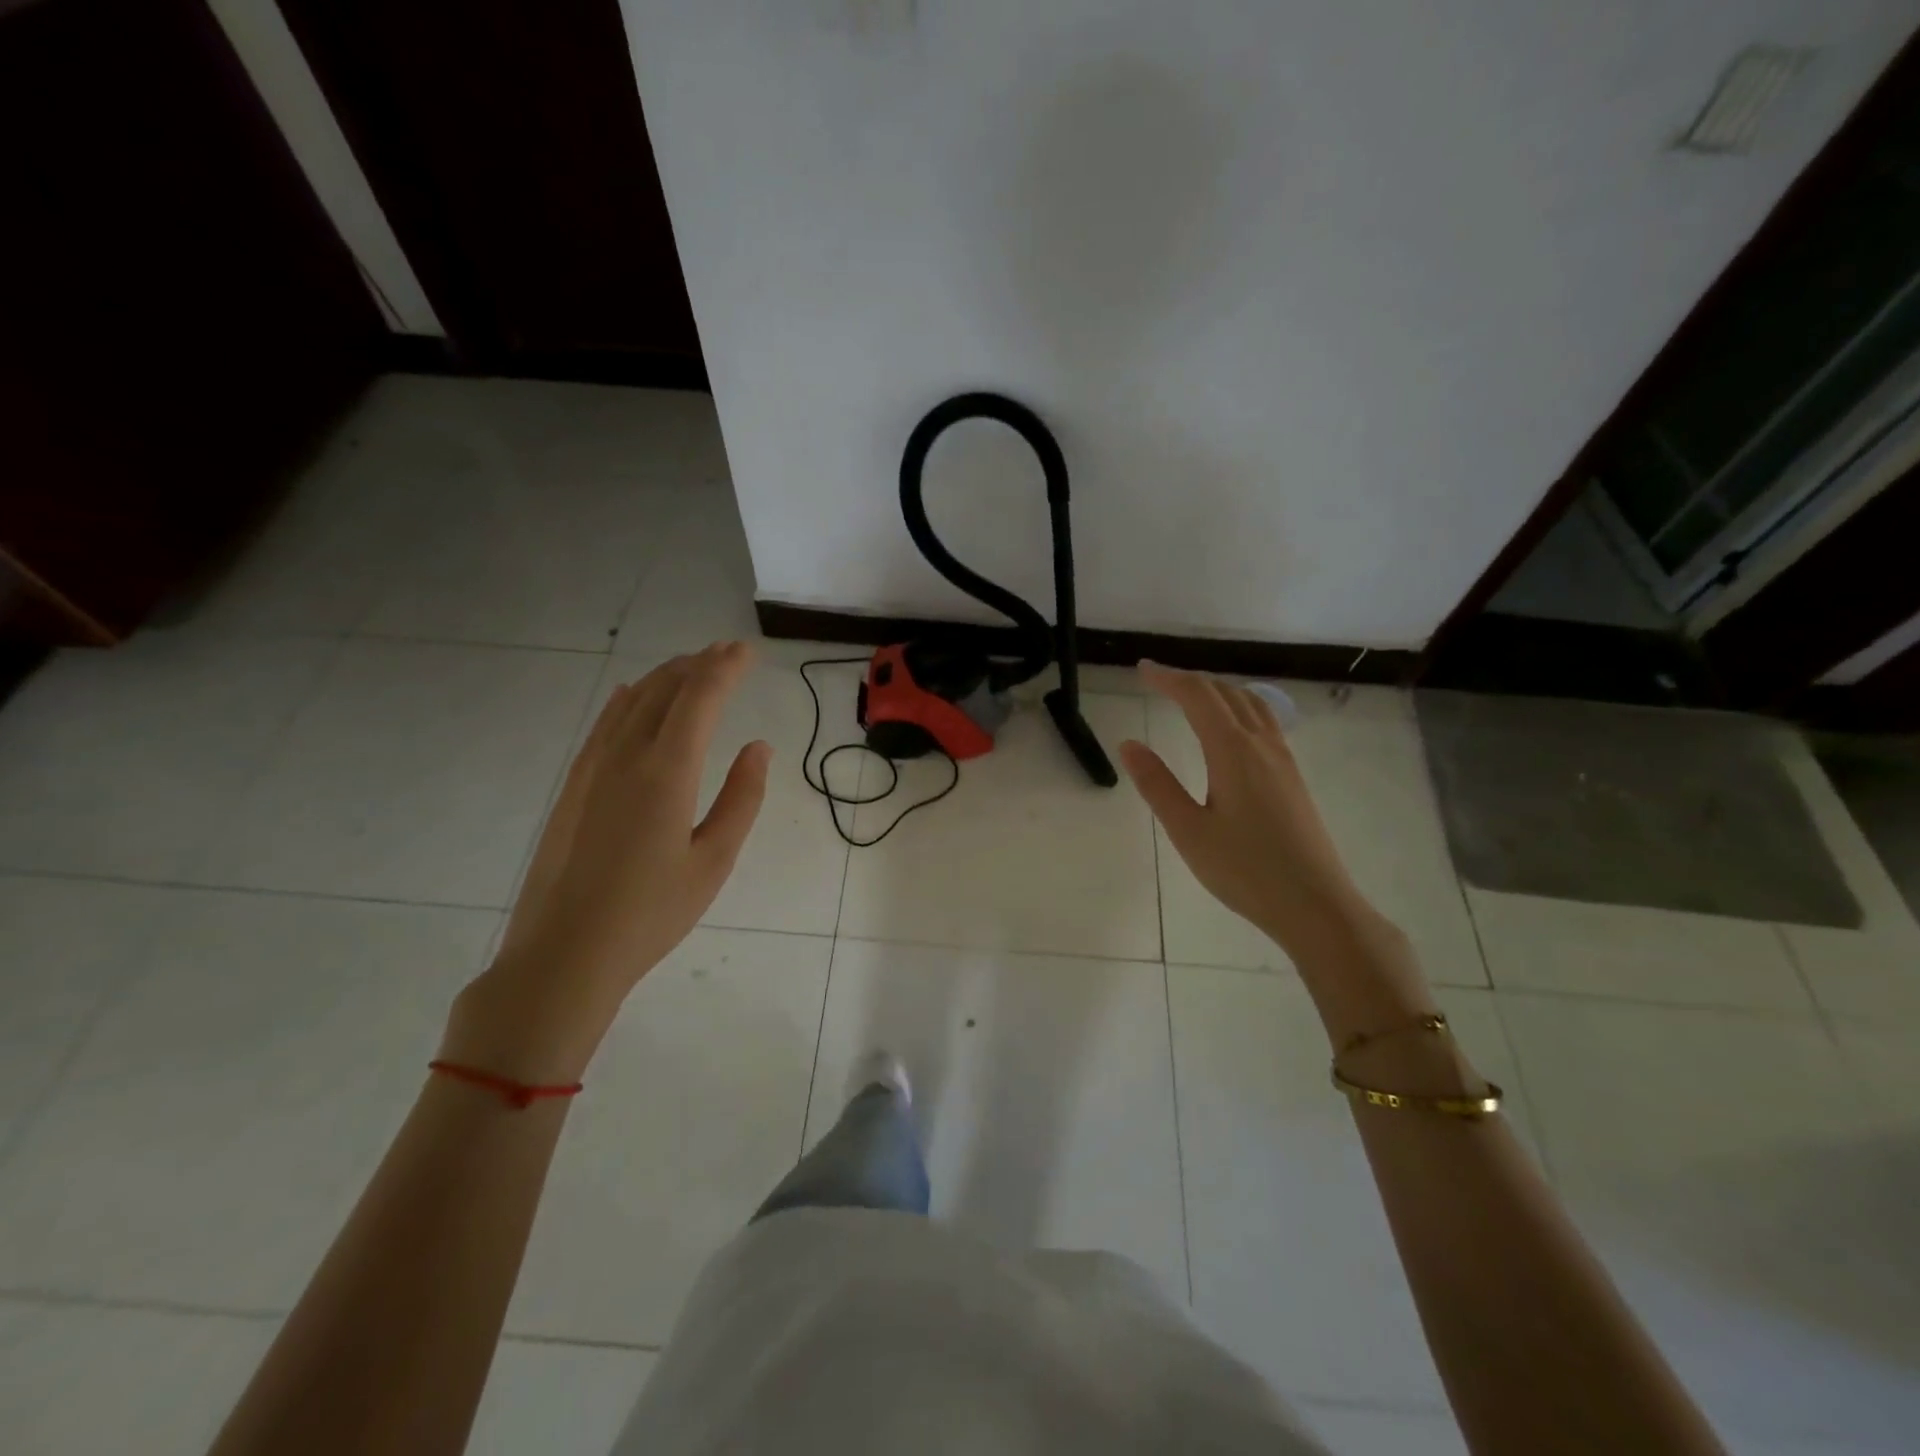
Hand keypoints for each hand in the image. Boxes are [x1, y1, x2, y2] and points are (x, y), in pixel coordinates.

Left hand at [442, 642, 770, 1081]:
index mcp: (667, 770)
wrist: (564, 953)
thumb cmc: (652, 912)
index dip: (725, 668)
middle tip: (727, 653)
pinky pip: (603, 724)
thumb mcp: (714, 860)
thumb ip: (742, 798)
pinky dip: (626, 700)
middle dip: (699, 664)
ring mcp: (592, 768)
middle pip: (664, 689)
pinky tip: (630, 694)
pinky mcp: (573, 786)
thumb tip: (758, 747)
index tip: (747, 651)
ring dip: (664, 676)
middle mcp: (626, 755)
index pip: (700, 698)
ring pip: (631, 701)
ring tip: (691, 666)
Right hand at [1117, 663, 1434, 1043]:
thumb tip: (1129, 744)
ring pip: (1251, 705)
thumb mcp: (1189, 831)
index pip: (1197, 697)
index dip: (1168, 678)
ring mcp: (1283, 760)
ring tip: (1192, 696)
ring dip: (1218, 691)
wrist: (1316, 905)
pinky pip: (1265, 723)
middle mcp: (1262, 745)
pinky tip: (1231, 730)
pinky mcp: (1293, 778)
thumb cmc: (1245, 871)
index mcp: (1233, 751)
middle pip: (1226, 694)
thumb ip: (1157, 785)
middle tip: (1157, 680)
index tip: (1141, 670)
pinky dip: (1239, 708)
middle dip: (1190, 680)